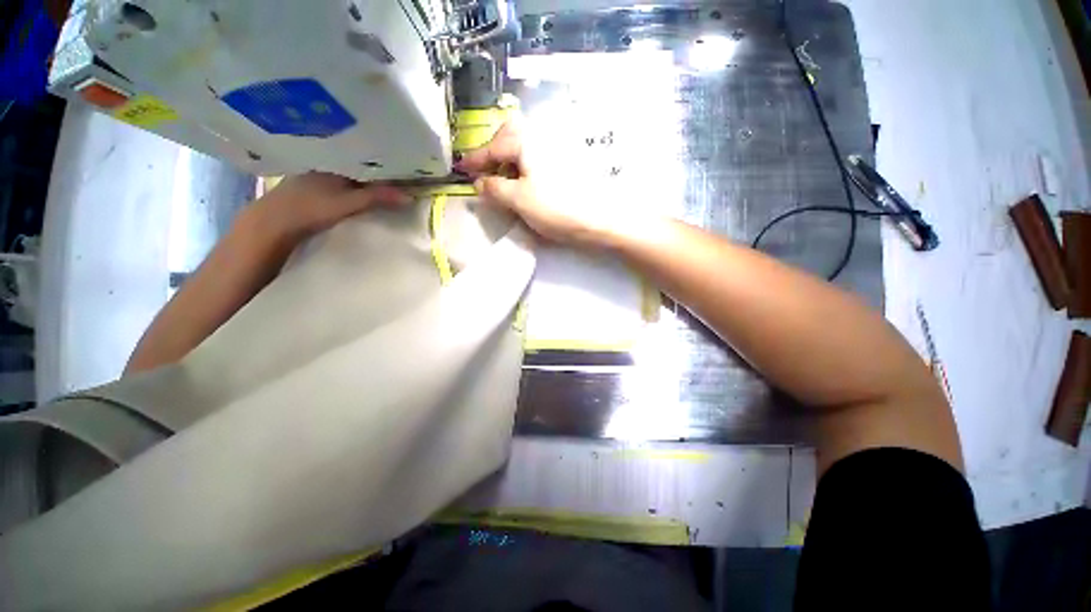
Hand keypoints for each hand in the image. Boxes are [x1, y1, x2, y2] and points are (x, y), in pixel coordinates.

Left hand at [249, 172, 409, 244]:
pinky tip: (364, 192)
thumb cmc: (311, 207)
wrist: (274, 222)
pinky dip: (355, 186)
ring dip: (367, 180)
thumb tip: (410, 197)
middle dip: (378, 171)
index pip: (367, 158)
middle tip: (401, 178)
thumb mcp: (349, 203)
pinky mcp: (314, 186)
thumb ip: (378, 198)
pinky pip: (342, 181)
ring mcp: (318, 173)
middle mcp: (327, 162)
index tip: (405, 170)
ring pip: (351, 173)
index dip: (386, 164)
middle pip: (360, 165)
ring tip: (388, 185)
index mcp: (335, 159)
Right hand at [457, 121, 617, 245]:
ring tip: (504, 182)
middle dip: (494, 151)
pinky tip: (524, 183)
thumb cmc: (555, 208)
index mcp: (526, 142)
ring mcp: (556, 150)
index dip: (475, 160)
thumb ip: (494, 188)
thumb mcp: (518, 199)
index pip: (492, 148)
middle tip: (486, 173)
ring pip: (524, 147)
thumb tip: (479, 183)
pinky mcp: (565, 164)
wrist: (598, 220)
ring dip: (509, 159)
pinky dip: (524, 167)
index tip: (461, 169)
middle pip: (509, 136)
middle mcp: (541, 138)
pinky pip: (536, 158)